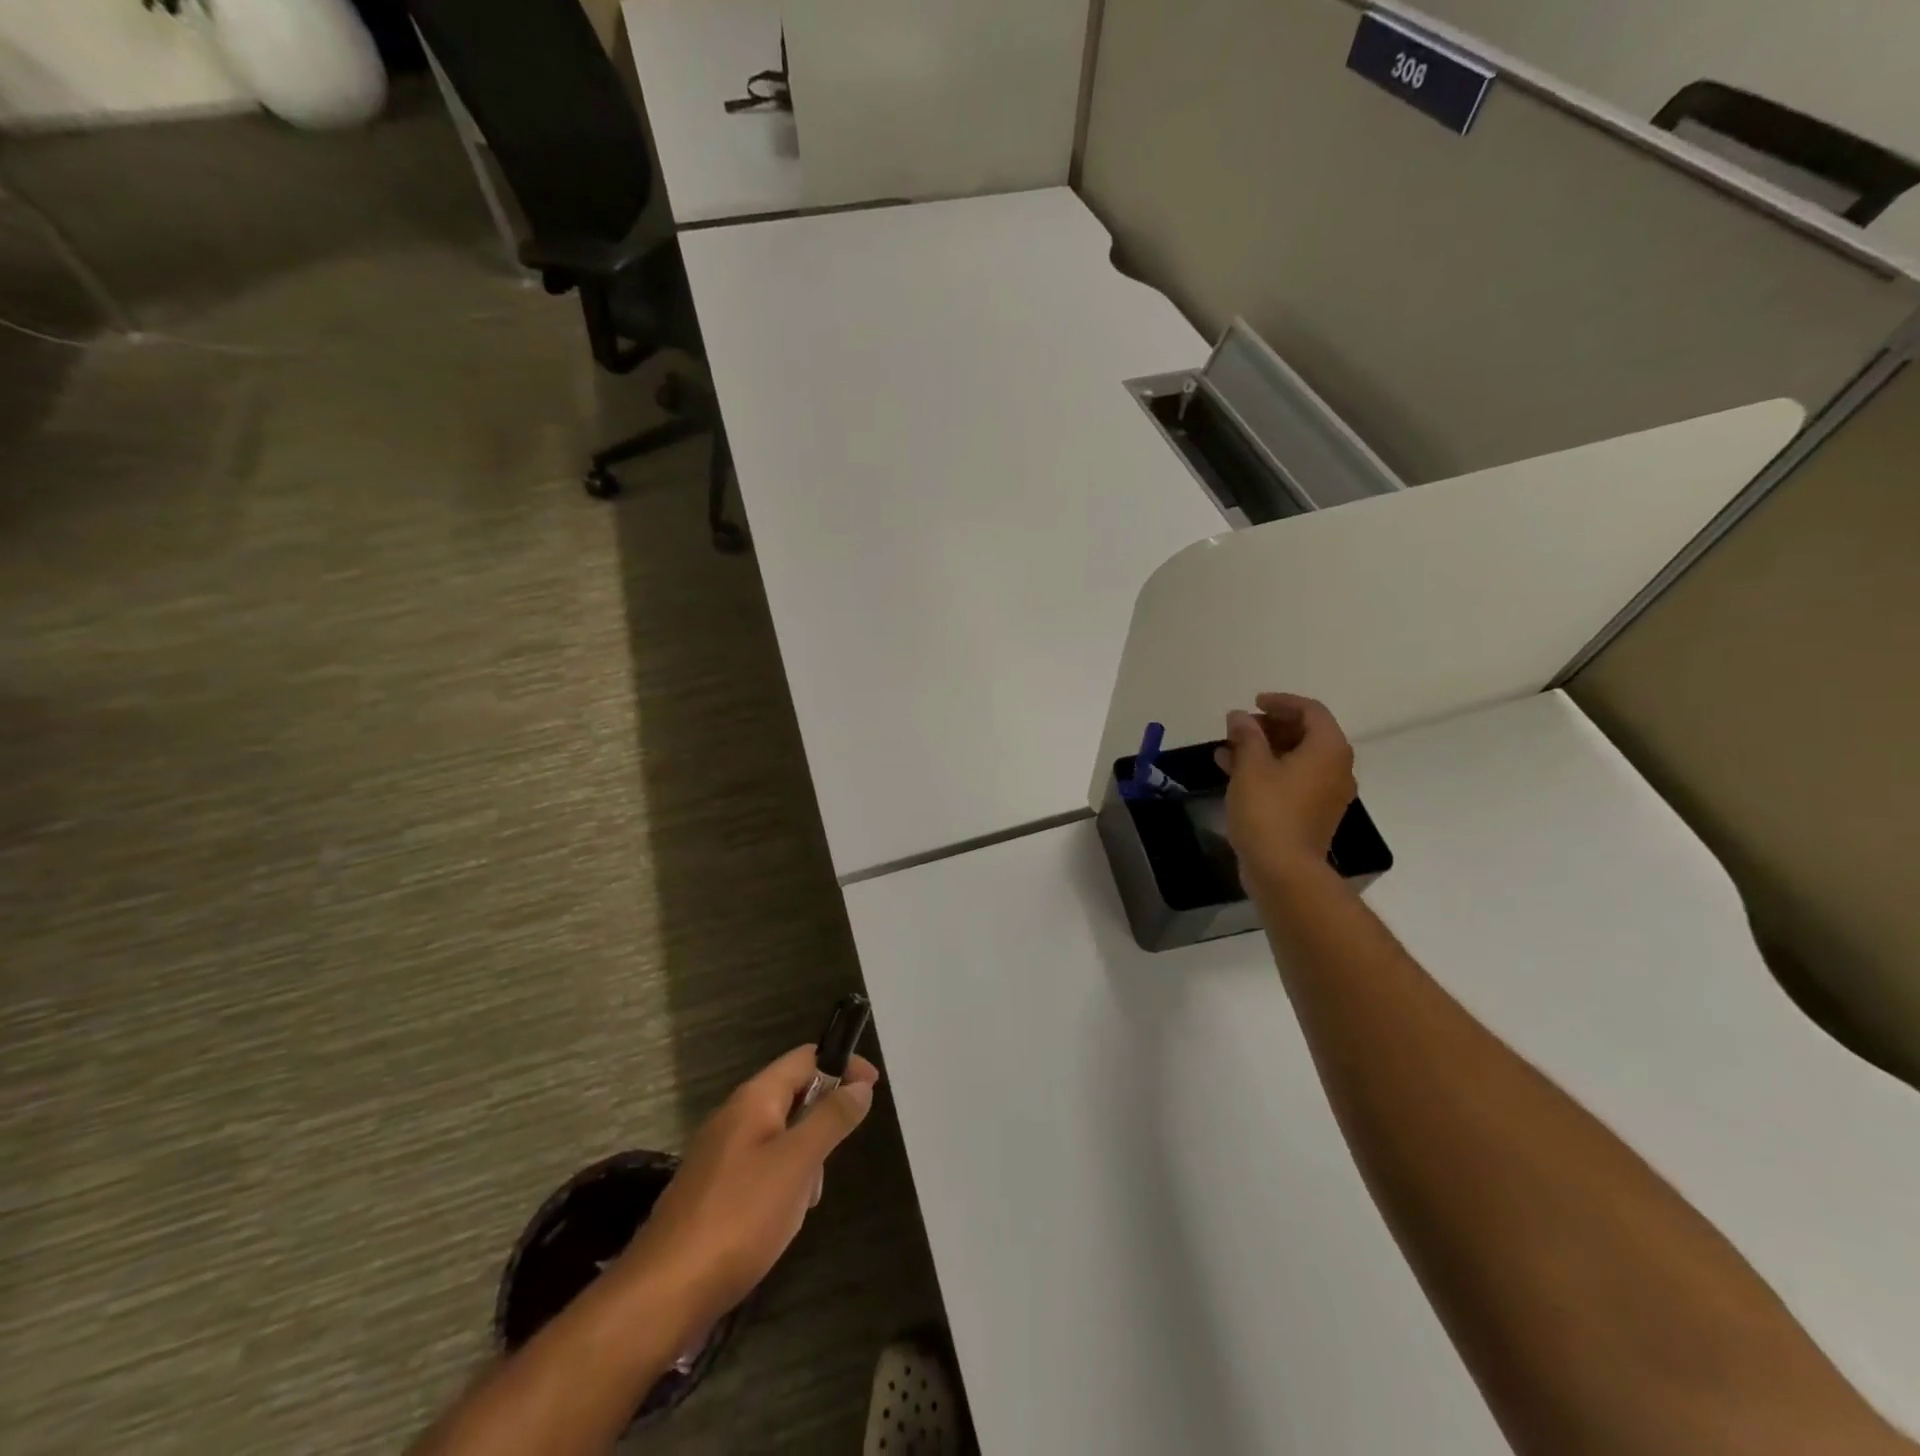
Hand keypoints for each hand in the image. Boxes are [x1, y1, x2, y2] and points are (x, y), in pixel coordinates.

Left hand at [614, 1046, 878, 1332]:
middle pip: (794, 1097)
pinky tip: (779, 1224)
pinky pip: (762, 1169)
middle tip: (830, 1164)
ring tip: (801, 1204)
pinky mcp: (713, 1190)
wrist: (663, 1294)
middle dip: (822, 1124)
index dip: (842, 1064)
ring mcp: (720, 1154)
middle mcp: (734, 1116)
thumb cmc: (739, 1218)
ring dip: (804, 1162)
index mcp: (754, 1099)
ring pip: (781, 1138)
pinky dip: (782, 1186)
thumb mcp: (797, 1163)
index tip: (872, 1088)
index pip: (805, 1058)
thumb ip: (831, 1119)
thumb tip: (859, 1085)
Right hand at [1214, 692, 1356, 890]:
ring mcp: (1327, 793)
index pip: (1311, 711)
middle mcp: (1336, 767)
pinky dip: (1268, 770)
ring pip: (1297, 758)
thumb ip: (1246, 735)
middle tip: (1239, 727)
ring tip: (1228, 749)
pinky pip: (1293, 780)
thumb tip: (1240, 716)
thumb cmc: (1268, 811)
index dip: (1281, 702)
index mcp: (1328, 749)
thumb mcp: (1251, 766)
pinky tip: (1234, 773)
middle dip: (1270, 726)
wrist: (1283, 870)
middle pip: (1306, 733)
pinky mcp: (1313, 813)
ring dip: (1264, 749)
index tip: (1253, 703)